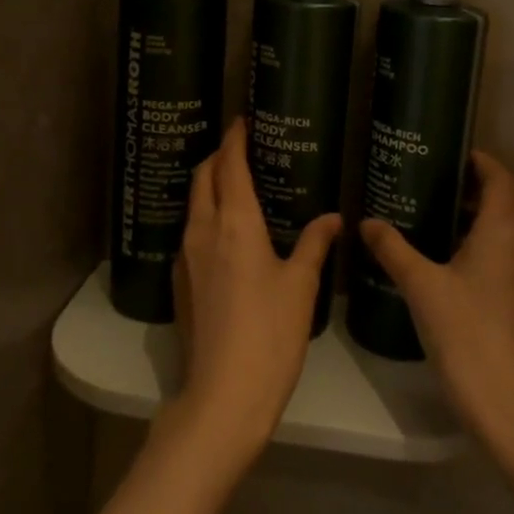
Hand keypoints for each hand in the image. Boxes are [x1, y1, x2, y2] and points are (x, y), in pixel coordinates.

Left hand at [166, 119, 341, 473]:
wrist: (223, 395)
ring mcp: (185, 258)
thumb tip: (333, 217)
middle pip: (203, 177)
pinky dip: (207, 216)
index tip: (243, 118)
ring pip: (194, 205)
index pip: (229, 165)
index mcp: (235, 224)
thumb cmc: (270, 334)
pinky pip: (191, 232)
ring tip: (238, 185)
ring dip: (210, 185)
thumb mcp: (301, 286)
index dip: (235, 138)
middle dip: (218, 156)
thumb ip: (315, 244)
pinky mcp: (180, 283)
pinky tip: (228, 233)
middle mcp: (203, 231)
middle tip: (242, 148)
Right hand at [360, 151, 513, 465]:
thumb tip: (366, 222)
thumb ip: (393, 249)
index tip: (455, 156)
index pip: (502, 179)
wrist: (510, 405)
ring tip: (455, 221)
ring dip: (499, 215)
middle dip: (491, 185)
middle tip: (451, 186)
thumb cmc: (465, 335)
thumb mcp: (421, 287)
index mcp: (505, 232)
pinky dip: (504, 243)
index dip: (483, 162)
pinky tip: (469, 265)